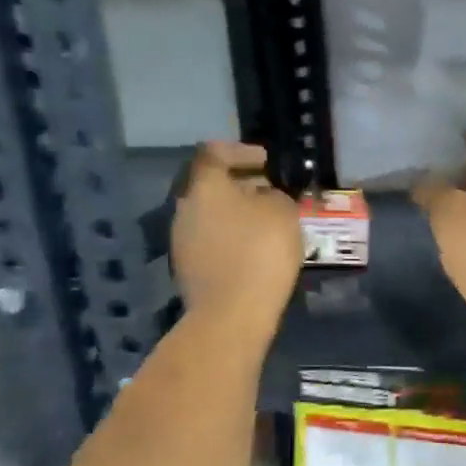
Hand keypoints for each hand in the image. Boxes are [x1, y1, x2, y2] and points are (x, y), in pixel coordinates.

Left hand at [171, 142, 301, 345]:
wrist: (232, 313)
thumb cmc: (261, 252)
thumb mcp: (283, 214)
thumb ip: (275, 196)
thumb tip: (266, 197)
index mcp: (205, 186)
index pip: (215, 153)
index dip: (241, 152)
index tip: (265, 161)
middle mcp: (186, 208)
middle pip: (211, 186)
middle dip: (241, 185)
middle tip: (270, 191)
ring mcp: (182, 240)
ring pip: (211, 215)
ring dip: (236, 214)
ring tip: (266, 224)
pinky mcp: (188, 269)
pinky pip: (212, 242)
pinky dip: (232, 238)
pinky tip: (254, 251)